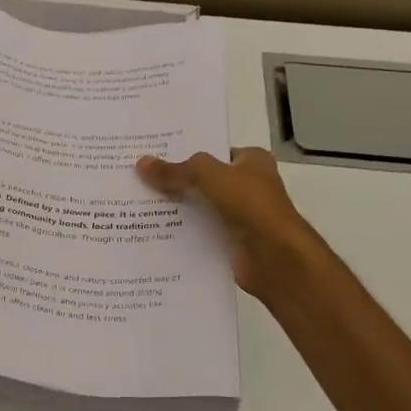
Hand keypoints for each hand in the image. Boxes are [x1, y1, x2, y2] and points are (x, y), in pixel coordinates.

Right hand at [137, 147, 338, 305]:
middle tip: (135, 178)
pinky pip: (198, 232)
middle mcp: (246, 186)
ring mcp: (239, 216)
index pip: (212, 151)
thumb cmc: (250, 205)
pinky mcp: (229, 242)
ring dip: (174, 209)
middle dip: (173, 181)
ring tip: (134, 204)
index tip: (151, 154)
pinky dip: (179, 233)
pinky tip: (150, 231)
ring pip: (198, 207)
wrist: (276, 258)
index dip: (184, 152)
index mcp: (251, 161)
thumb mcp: (208, 176)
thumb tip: (141, 163)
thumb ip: (175, 170)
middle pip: (201, 180)